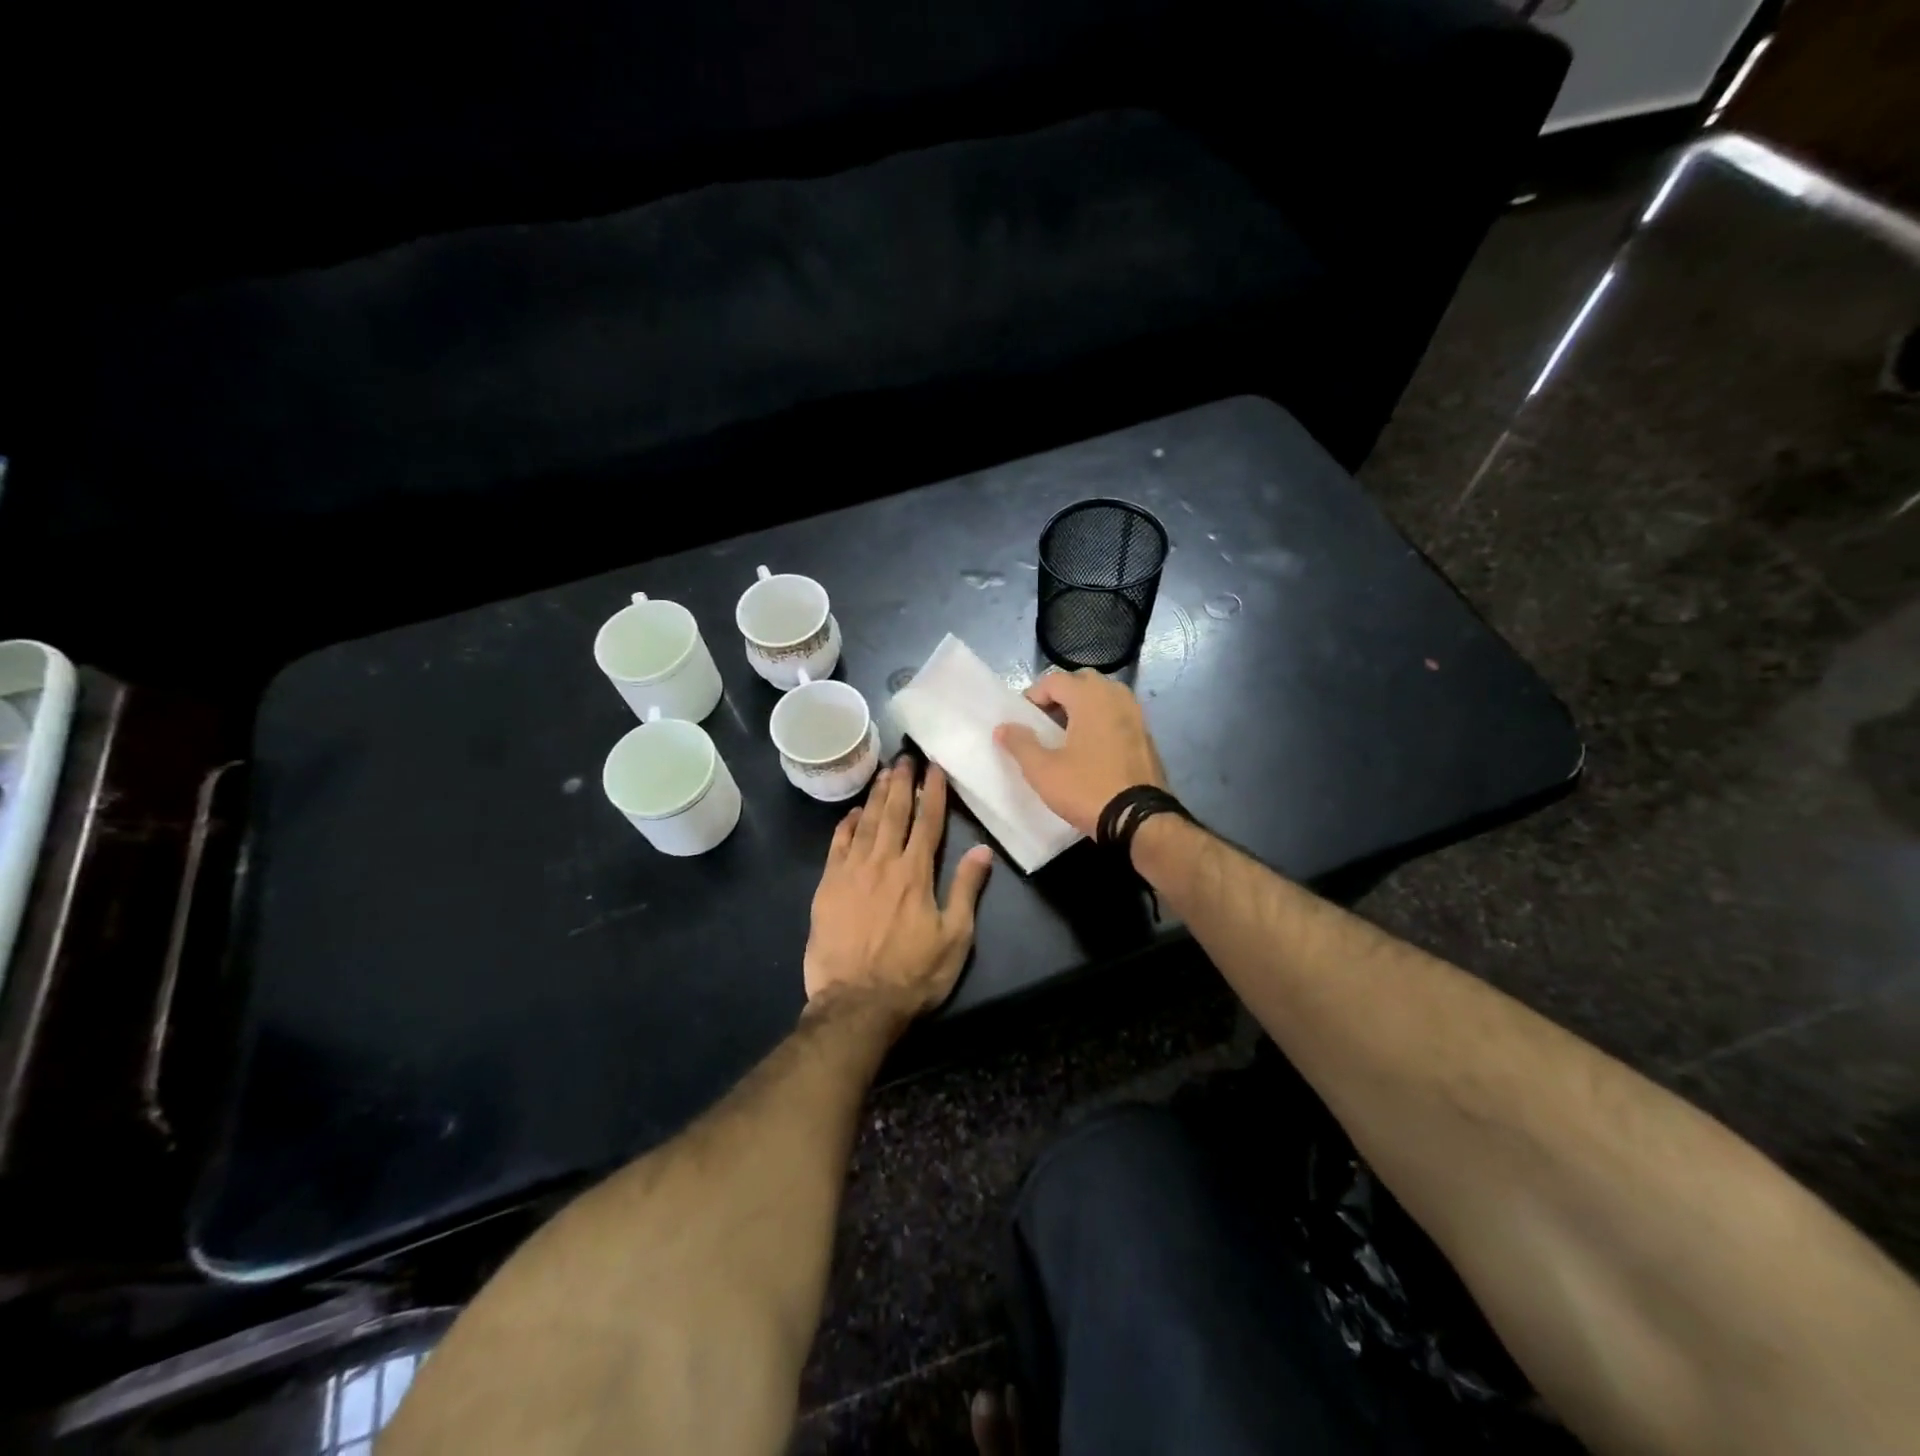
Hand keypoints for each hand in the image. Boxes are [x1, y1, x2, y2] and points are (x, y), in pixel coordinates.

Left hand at [804, 759, 993, 1016]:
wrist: (856, 1003)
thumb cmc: (913, 974)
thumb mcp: (954, 938)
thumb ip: (966, 890)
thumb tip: (983, 851)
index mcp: (916, 873)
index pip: (928, 822)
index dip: (932, 792)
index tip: (934, 767)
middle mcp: (883, 863)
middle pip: (894, 813)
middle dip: (901, 782)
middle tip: (905, 757)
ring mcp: (851, 872)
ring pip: (865, 823)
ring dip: (875, 795)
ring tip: (883, 772)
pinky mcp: (827, 887)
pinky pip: (837, 845)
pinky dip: (846, 825)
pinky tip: (852, 813)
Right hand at [992, 669, 1167, 836]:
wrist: (1139, 819)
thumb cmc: (1086, 789)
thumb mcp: (1043, 771)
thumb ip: (1020, 744)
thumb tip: (1003, 727)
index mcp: (1090, 698)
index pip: (1055, 680)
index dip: (1034, 695)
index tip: (1023, 719)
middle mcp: (1116, 697)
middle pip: (1083, 681)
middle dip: (1061, 695)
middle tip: (1045, 721)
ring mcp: (1137, 716)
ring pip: (1105, 697)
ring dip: (1083, 707)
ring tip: (1067, 734)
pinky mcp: (1147, 736)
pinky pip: (1119, 715)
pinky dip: (1103, 721)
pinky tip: (1092, 749)